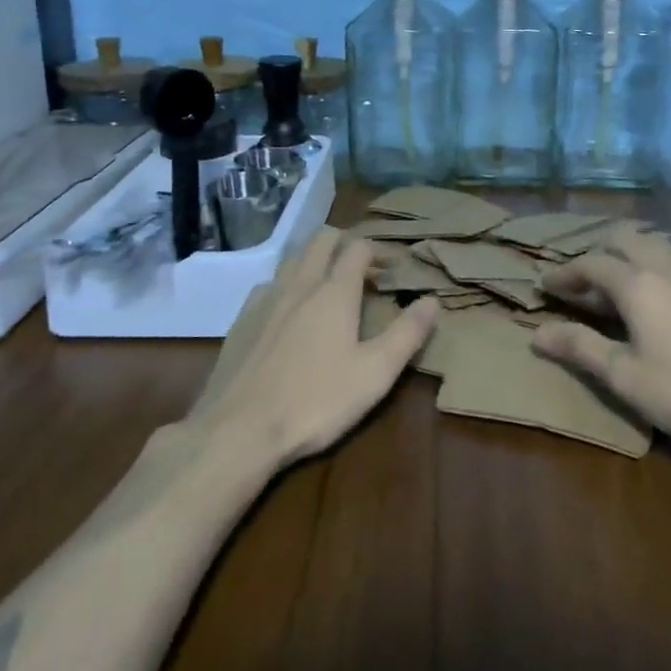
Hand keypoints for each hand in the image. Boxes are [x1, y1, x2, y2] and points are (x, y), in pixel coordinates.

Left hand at [192, 231, 436, 468]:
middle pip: (321, 240)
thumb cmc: (315, 401)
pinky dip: (285, 287)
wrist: (238, 430)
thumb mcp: (375, 374)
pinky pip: (268, 286)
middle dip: (343, 243)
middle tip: (360, 268)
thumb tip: (432, 300)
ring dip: (313, 261)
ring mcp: (265, 299)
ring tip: (326, 287)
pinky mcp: (241, 320)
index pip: (358, 248)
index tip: (389, 269)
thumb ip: (407, 334)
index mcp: (334, 292)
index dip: (377, 251)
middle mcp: (299, 284)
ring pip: (292, 259)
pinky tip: (287, 314)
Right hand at [533, 229, 670, 451]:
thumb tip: (537, 334)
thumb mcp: (623, 375)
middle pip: (625, 241)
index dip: (565, 273)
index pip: (591, 264)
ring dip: (626, 258)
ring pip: (652, 248)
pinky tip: (652, 300)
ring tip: (612, 286)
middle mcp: (663, 270)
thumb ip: (580, 347)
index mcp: (636, 283)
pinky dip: (650, 269)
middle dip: (597, 253)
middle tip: (579, 281)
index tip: (545, 285)